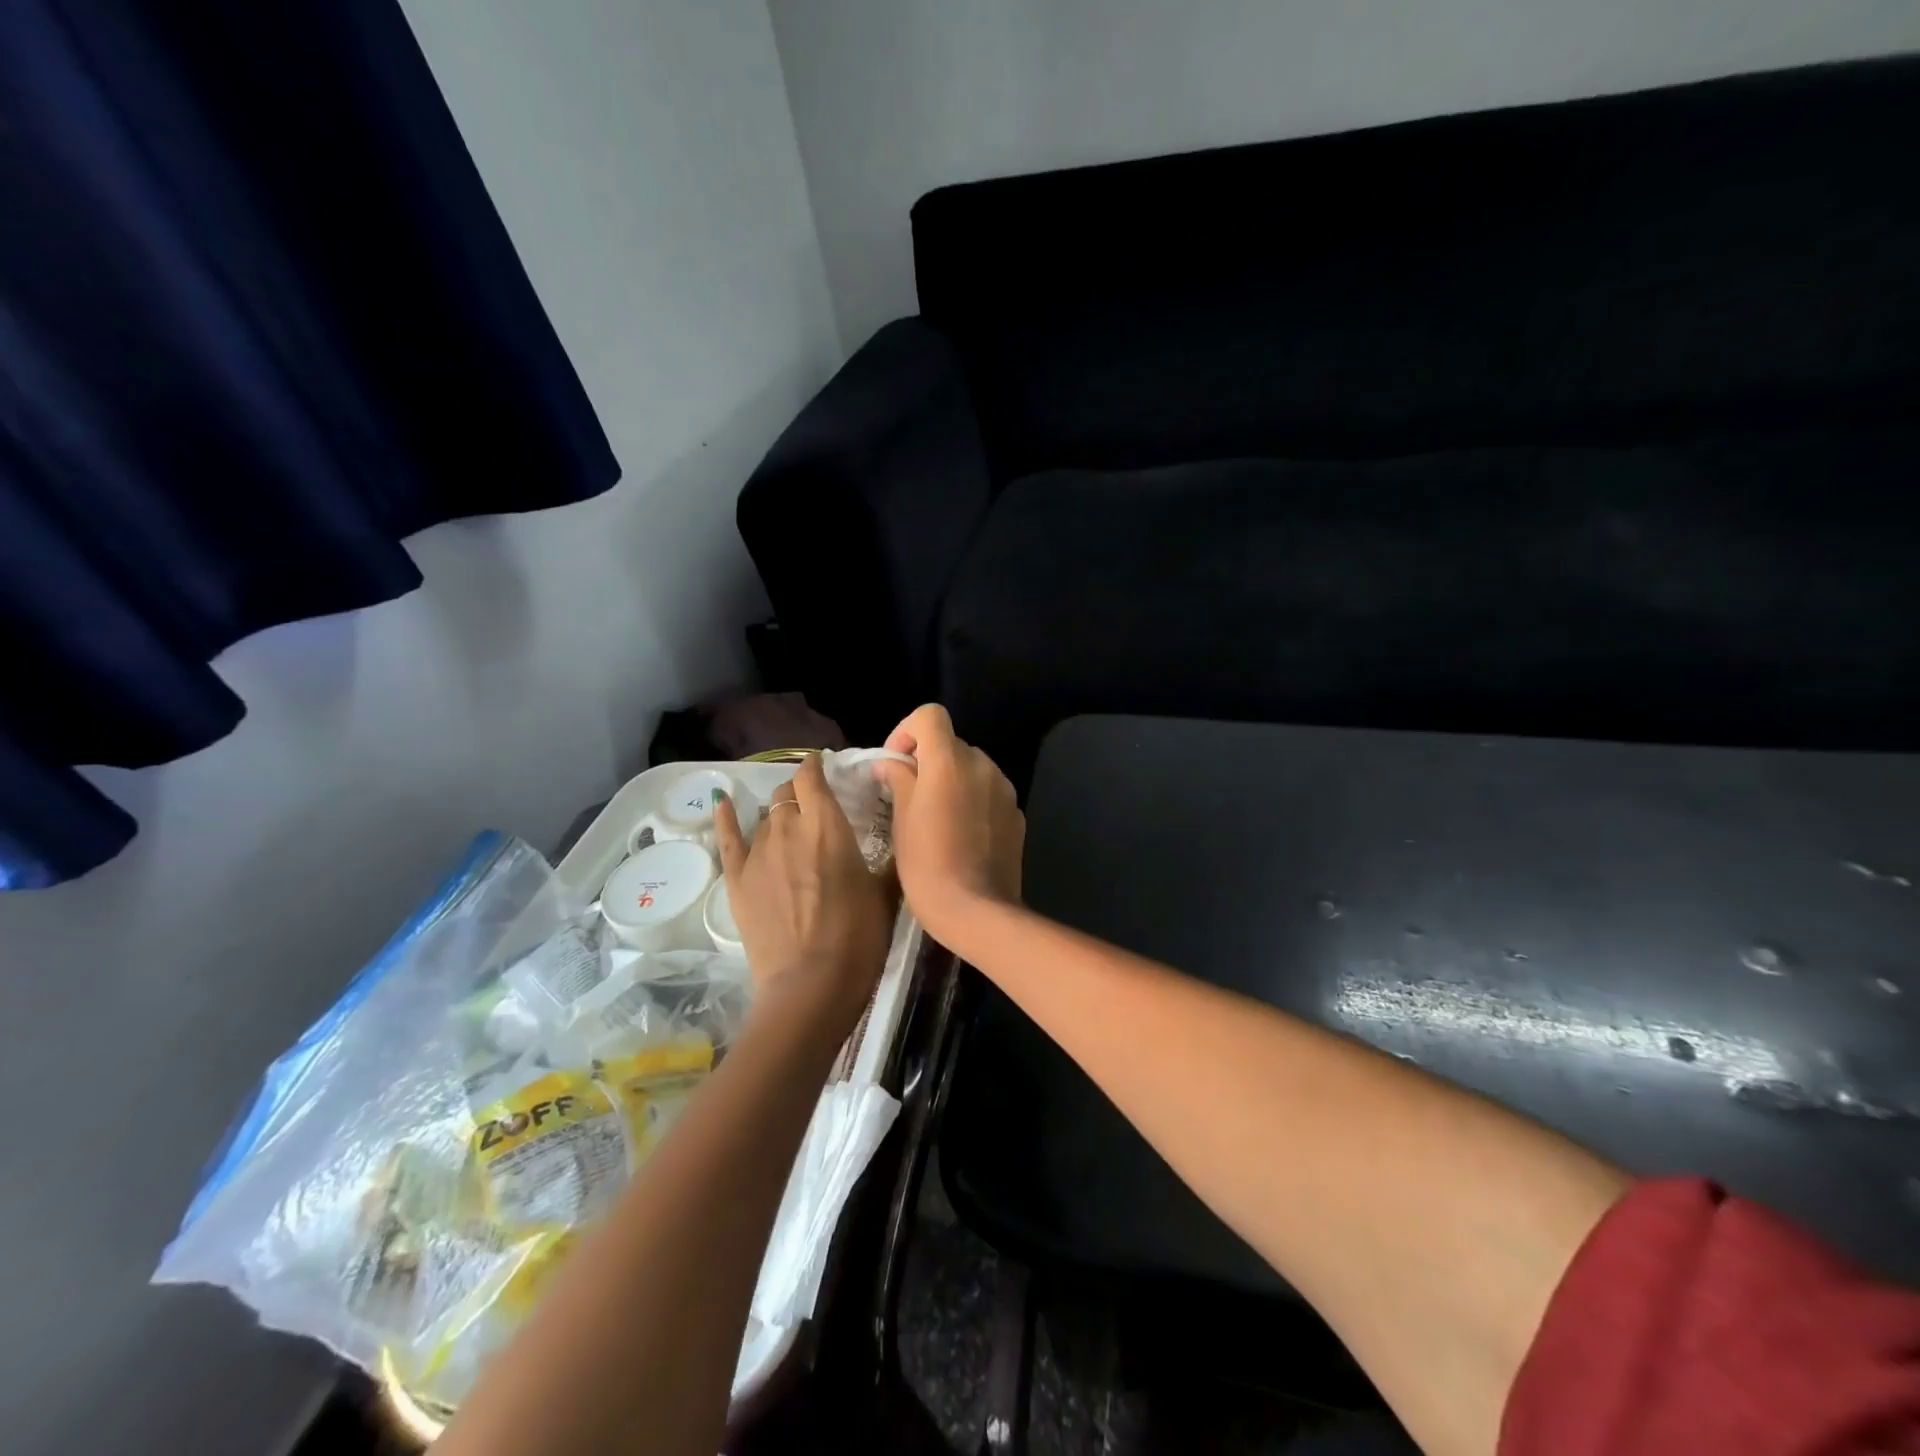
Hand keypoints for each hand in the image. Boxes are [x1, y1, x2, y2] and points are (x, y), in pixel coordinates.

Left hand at [715, 755, 896, 1031]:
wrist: (811, 985)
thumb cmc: (859, 937)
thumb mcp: (886, 893)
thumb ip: (885, 859)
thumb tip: (897, 841)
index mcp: (828, 825)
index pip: (813, 777)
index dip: (815, 766)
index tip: (822, 766)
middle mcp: (788, 827)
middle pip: (787, 794)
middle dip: (799, 792)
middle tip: (814, 806)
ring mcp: (758, 853)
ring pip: (765, 816)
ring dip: (778, 814)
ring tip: (788, 822)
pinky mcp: (737, 879)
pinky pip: (727, 838)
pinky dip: (725, 818)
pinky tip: (723, 804)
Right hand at [873, 705, 1024, 948]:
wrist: (977, 910)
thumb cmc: (928, 863)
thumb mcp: (901, 820)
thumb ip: (898, 779)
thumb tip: (890, 764)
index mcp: (950, 761)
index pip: (930, 715)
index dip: (907, 731)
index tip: (895, 762)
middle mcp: (982, 765)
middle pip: (951, 744)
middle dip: (928, 761)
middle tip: (909, 794)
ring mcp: (1004, 789)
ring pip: (972, 769)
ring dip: (952, 780)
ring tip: (936, 817)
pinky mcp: (1016, 814)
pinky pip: (989, 793)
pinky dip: (973, 800)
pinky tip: (961, 834)